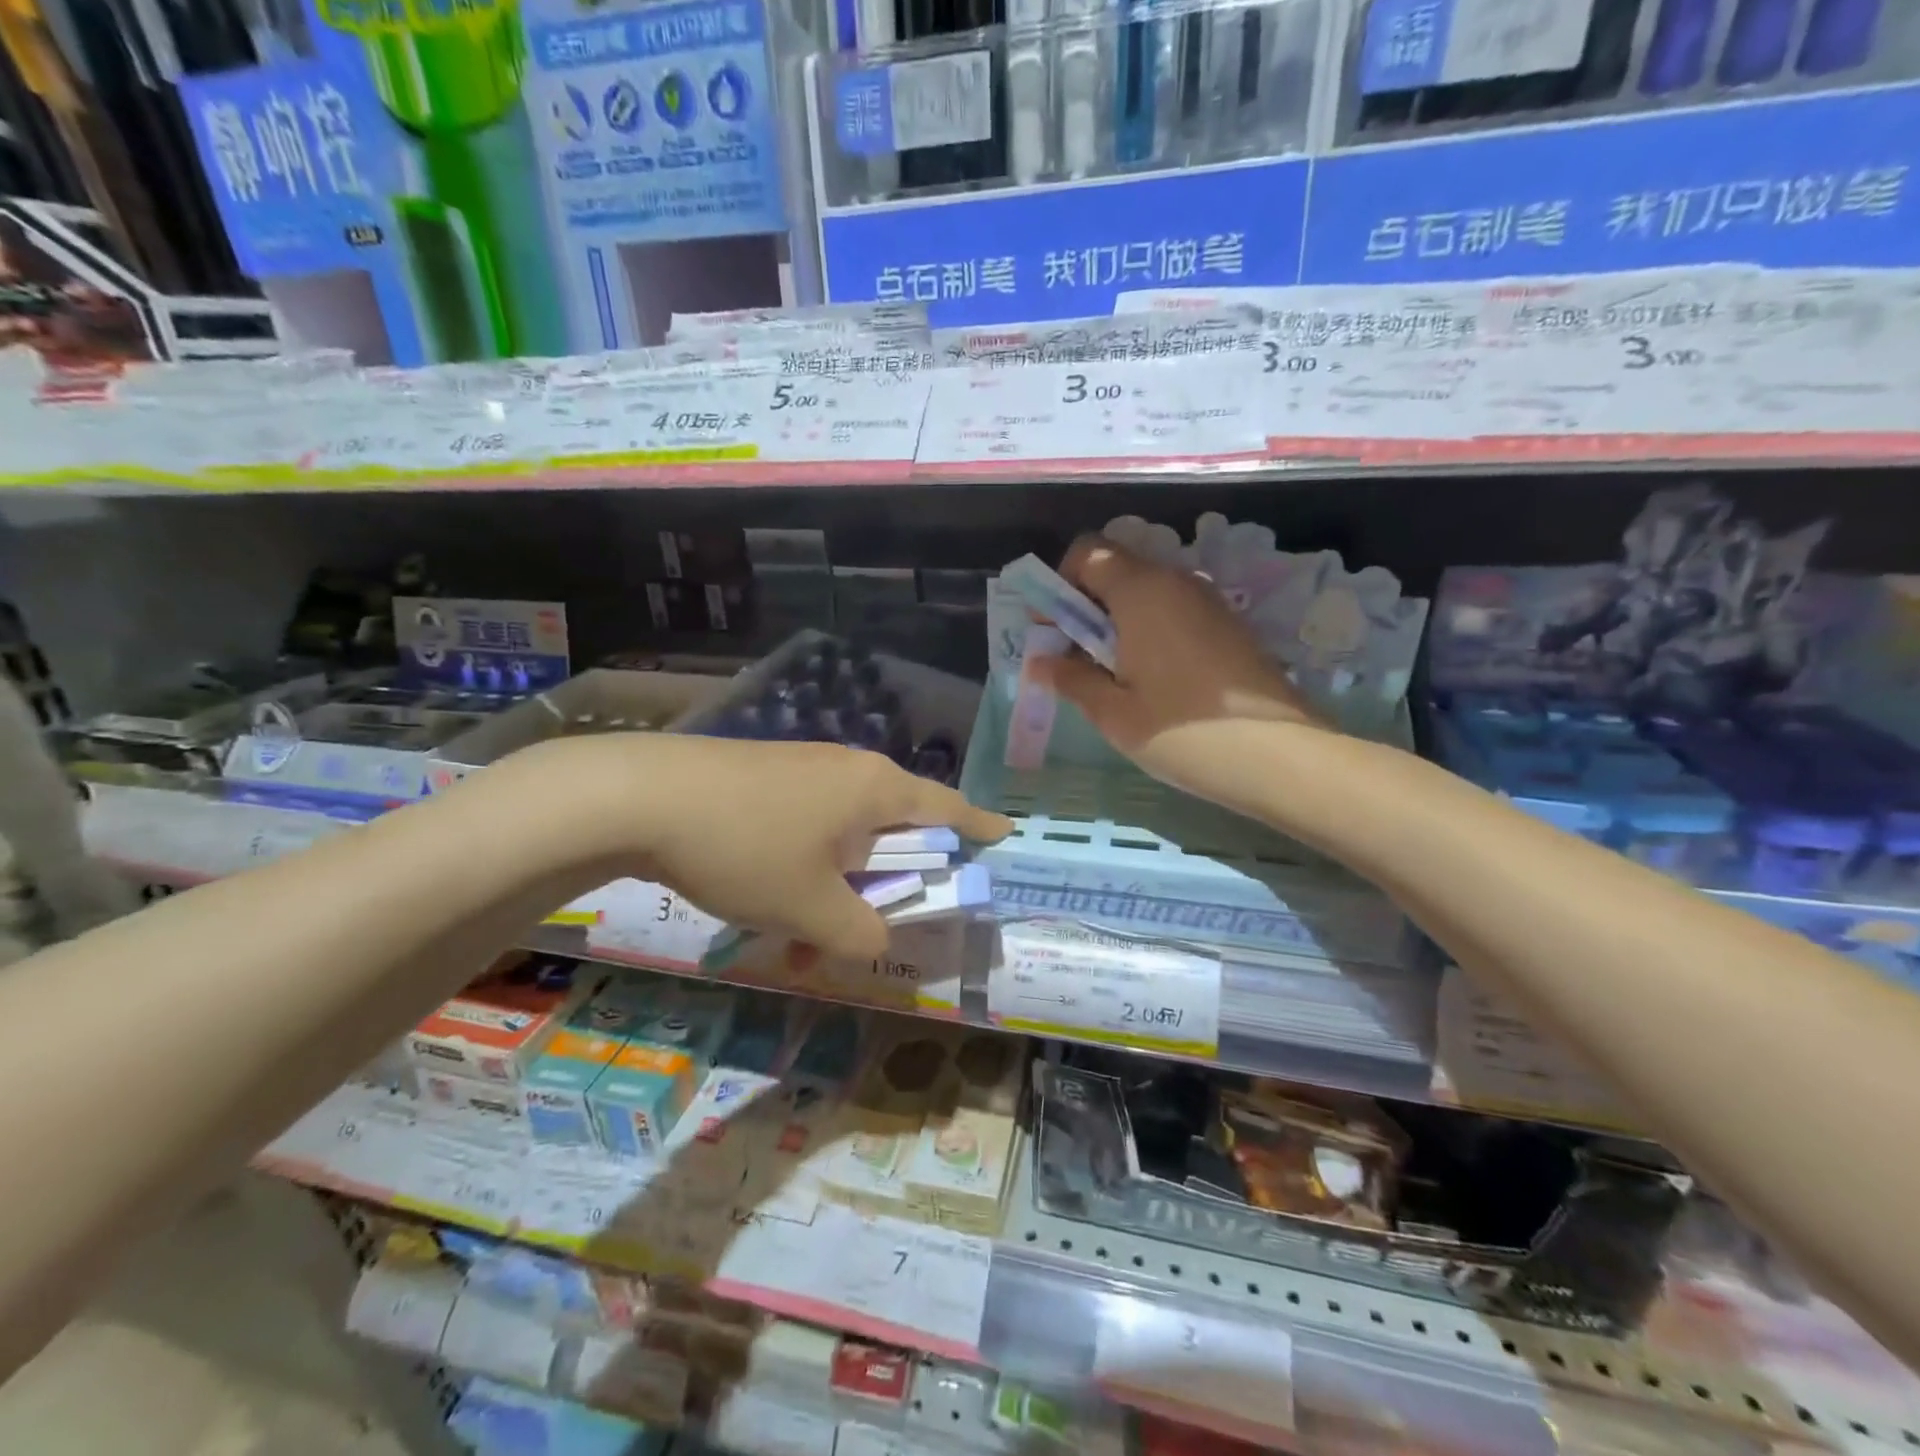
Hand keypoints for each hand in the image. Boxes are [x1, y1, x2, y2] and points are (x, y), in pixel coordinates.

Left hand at [585, 735, 1009, 962]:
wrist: (644, 796)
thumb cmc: (747, 847)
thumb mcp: (810, 906)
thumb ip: (859, 933)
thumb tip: (877, 941)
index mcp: (877, 789)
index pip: (948, 808)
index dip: (979, 827)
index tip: (1005, 835)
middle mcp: (849, 770)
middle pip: (895, 826)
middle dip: (893, 881)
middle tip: (888, 921)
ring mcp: (805, 770)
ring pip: (844, 835)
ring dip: (840, 887)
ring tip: (809, 940)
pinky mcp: (767, 779)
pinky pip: (808, 828)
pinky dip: (806, 871)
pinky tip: (771, 906)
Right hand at [1030, 536, 1326, 801]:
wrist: (1280, 756)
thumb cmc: (1183, 732)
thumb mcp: (1114, 713)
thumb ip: (1072, 679)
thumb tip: (1042, 662)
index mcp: (1141, 591)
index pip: (1088, 551)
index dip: (1060, 584)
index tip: (1054, 631)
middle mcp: (1176, 582)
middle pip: (1117, 568)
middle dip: (1086, 604)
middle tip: (1077, 658)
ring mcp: (1208, 601)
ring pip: (1146, 591)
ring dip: (1117, 619)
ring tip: (1113, 674)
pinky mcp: (1228, 624)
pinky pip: (1173, 610)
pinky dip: (1149, 629)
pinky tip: (1152, 678)